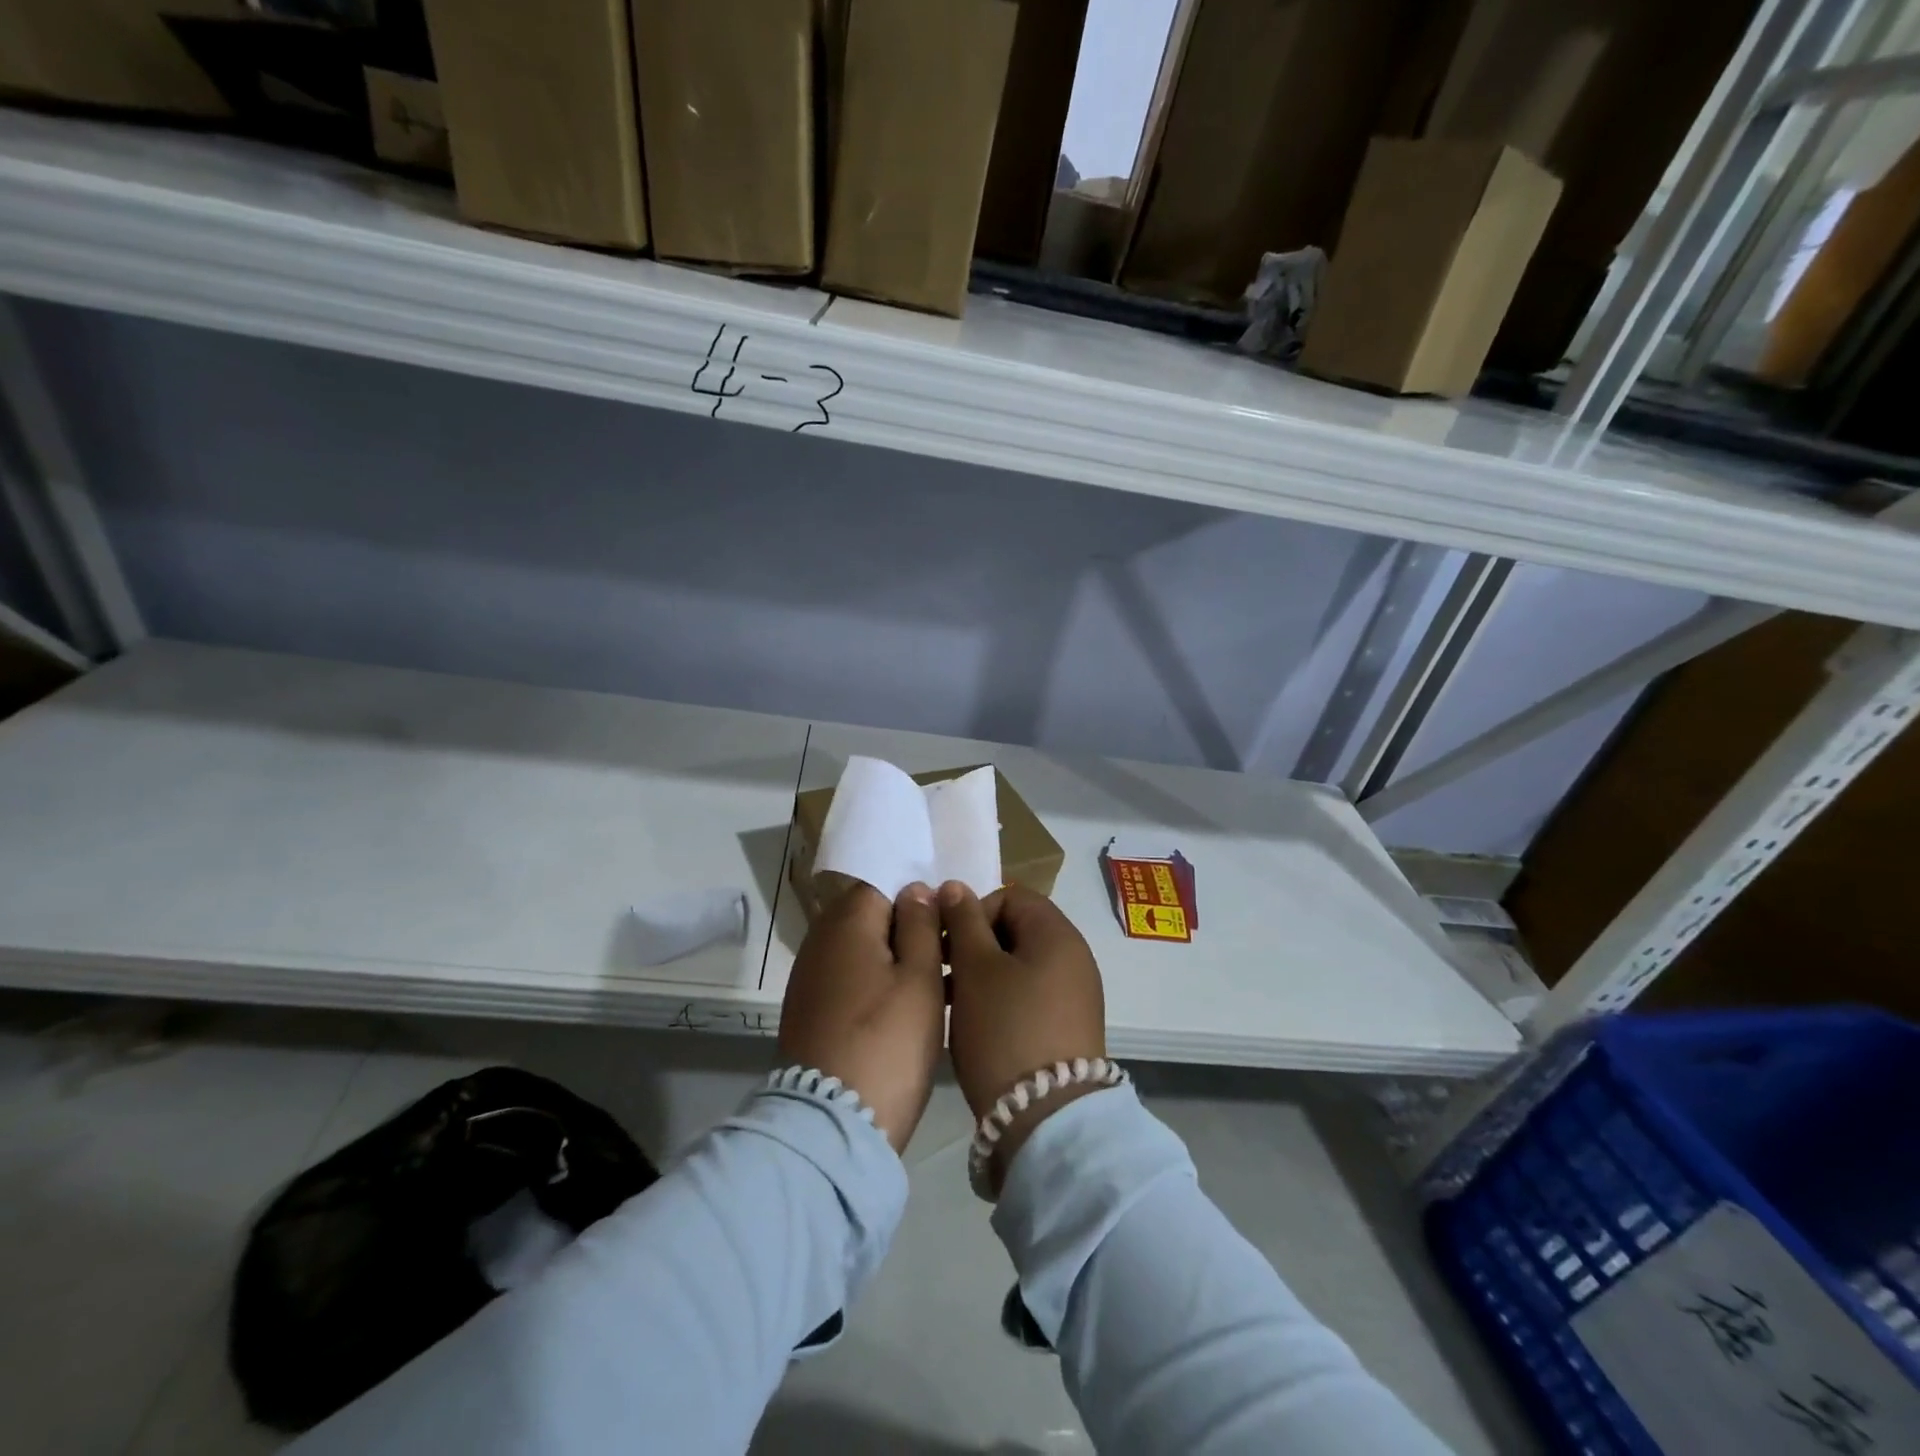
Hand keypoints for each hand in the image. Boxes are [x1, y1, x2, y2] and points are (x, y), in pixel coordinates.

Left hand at [778, 882, 944, 1154]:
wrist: (833, 1123)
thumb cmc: (888, 1040)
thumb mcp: (920, 977)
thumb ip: (920, 924)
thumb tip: (914, 889)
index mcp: (846, 922)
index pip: (882, 884)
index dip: (918, 898)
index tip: (947, 922)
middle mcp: (820, 941)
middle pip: (871, 918)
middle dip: (909, 929)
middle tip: (948, 955)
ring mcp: (810, 979)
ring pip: (862, 951)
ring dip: (896, 960)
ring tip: (938, 985)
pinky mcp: (810, 1012)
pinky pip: (850, 980)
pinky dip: (877, 985)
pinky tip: (907, 1010)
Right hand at [940, 882, 1107, 1193]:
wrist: (1046, 1118)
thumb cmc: (1005, 1029)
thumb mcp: (975, 969)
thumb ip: (963, 921)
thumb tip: (955, 886)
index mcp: (1057, 934)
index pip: (1011, 898)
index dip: (973, 912)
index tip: (947, 943)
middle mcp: (1074, 957)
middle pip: (1016, 930)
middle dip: (975, 944)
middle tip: (943, 971)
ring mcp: (1076, 994)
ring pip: (1020, 964)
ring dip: (983, 973)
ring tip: (951, 1000)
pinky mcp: (1069, 1027)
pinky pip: (1030, 994)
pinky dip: (1001, 999)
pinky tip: (977, 1024)